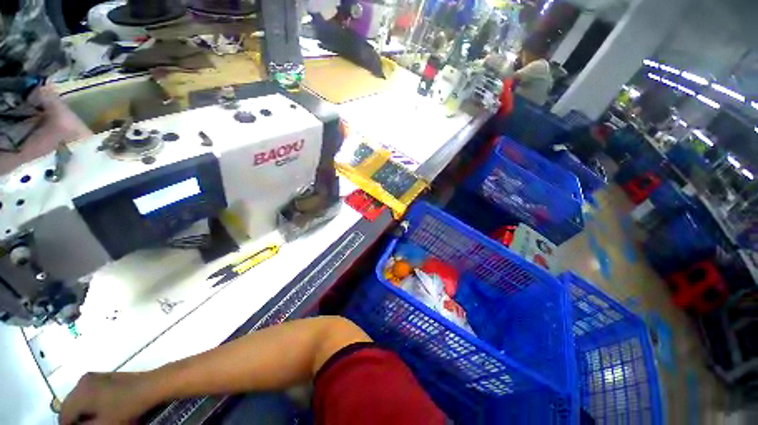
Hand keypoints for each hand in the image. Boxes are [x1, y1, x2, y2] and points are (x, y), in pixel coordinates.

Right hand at [59, 372, 158, 424]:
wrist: (150, 387)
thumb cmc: (125, 408)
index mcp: (79, 393)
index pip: (64, 416)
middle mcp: (82, 382)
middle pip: (70, 406)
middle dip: (74, 419)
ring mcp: (94, 377)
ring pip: (79, 399)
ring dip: (82, 412)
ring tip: (92, 421)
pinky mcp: (105, 377)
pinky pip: (89, 393)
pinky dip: (90, 404)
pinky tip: (100, 412)